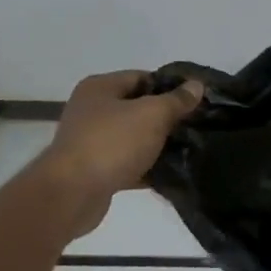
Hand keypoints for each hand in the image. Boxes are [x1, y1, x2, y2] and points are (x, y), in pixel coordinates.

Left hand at [34, 71, 202, 218]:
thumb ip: (177, 100)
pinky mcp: (95, 170)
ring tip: (189, 150)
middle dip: (167, 118)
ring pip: (134, 137)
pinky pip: (128, 163)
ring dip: (158, 144)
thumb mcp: (152, 114)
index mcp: (100, 88)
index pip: (142, 77)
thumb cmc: (112, 143)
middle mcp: (91, 110)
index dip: (171, 87)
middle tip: (196, 126)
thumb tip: (197, 85)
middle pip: (138, 108)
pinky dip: (147, 168)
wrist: (73, 193)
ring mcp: (91, 141)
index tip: (196, 101)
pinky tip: (171, 174)